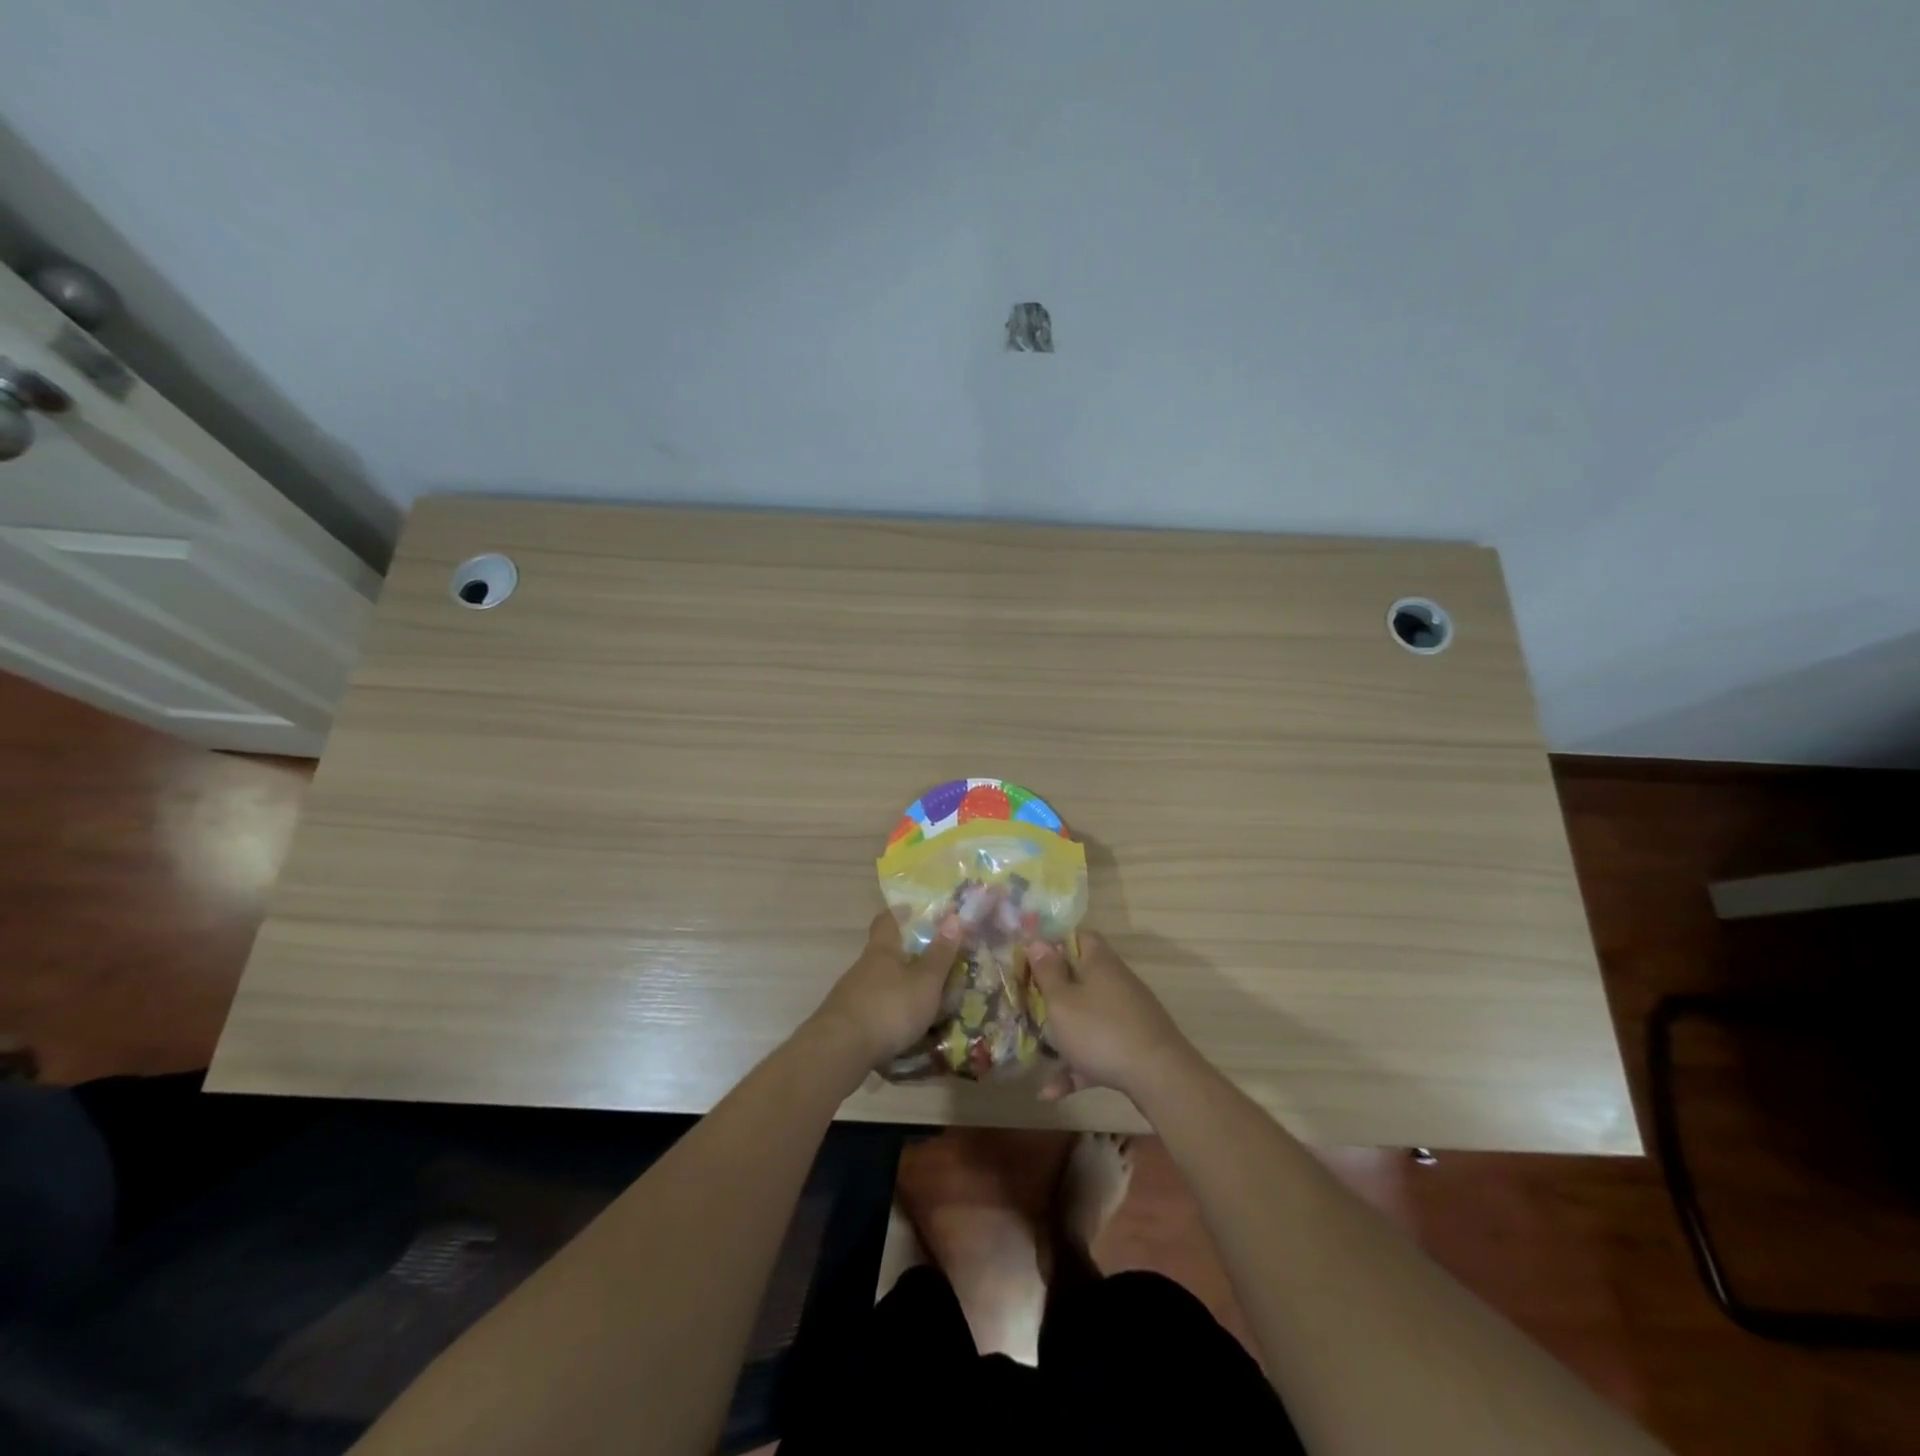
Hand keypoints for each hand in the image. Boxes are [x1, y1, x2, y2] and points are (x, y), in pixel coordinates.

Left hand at [812, 912, 961, 1066]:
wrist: (840, 1051)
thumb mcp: (925, 981)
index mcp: (882, 950)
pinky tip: (901, 1032)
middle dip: (906, 959)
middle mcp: (863, 967)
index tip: (913, 912)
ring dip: (898, 991)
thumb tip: (953, 916)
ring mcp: (850, 995)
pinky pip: (872, 1011)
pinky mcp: (845, 1022)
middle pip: (884, 954)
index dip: (900, 914)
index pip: (887, 921)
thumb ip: (940, 953)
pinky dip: (888, 1016)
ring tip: (923, 1006)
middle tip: (932, 968)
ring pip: (879, 984)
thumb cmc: (889, 1007)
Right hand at [1027, 931, 1195, 1100]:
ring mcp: (1128, 1014)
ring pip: (1088, 1016)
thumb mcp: (1061, 1001)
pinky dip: (1078, 1065)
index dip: (1055, 942)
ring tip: (1037, 1052)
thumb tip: (1038, 942)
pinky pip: (1098, 1048)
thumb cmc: (1100, 1030)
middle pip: (1082, 977)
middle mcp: (1116, 982)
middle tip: (1029, 1003)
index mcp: (1099, 962)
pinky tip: (1052, 1092)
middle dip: (1055, 991)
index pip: (1079, 936)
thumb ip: (1047, 972)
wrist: (1159, 1076)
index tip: (1032, 958)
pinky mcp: (1133, 1044)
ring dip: (1063, 1034)